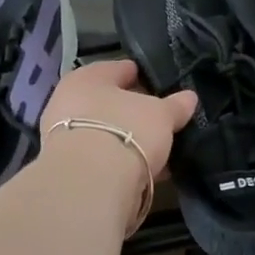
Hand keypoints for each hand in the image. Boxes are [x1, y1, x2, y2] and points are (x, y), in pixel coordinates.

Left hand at [38, 60, 197, 222]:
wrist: (89, 185)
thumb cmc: (125, 131)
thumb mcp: (161, 115)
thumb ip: (175, 105)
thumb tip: (189, 97)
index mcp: (87, 78)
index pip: (119, 69)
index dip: (142, 75)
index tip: (162, 85)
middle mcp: (69, 102)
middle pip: (110, 103)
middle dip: (134, 112)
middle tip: (162, 120)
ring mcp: (64, 138)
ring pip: (106, 133)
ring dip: (129, 141)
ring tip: (159, 150)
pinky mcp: (69, 170)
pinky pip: (103, 159)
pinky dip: (123, 163)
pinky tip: (146, 172)